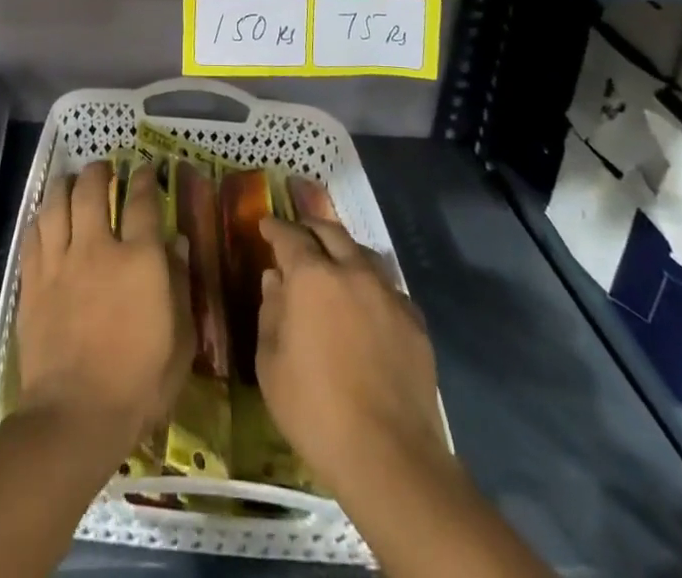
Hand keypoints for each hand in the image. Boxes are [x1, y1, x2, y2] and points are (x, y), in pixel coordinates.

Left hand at [16, 161, 193, 450]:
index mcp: (140, 260)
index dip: (145, 179)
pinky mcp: (32, 281)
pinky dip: (41, 218)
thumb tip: (177, 244)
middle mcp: (98, 248)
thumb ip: (181, 286)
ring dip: (64, 185)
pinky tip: (45, 218)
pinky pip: (33, 235)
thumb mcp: (179, 340)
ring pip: (56, 203)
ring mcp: (60, 262)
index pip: (143, 202)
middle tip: (102, 168)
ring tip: (69, 181)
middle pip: (92, 189)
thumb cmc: (139, 383)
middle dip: (98, 171)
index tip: (145, 168)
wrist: (74, 416)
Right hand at [256, 217, 447, 495]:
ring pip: (364, 255)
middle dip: (311, 228)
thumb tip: (275, 279)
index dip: (275, 228)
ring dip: (344, 252)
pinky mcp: (416, 323)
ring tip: (334, 264)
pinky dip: (371, 287)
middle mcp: (352, 272)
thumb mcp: (270, 363)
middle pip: (331, 232)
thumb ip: (270, 312)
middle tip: (299, 234)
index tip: (265, 225)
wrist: (388, 455)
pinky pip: (389, 290)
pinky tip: (367, 307)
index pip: (290, 237)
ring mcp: (389, 295)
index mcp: (312, 278)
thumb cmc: (315, 410)